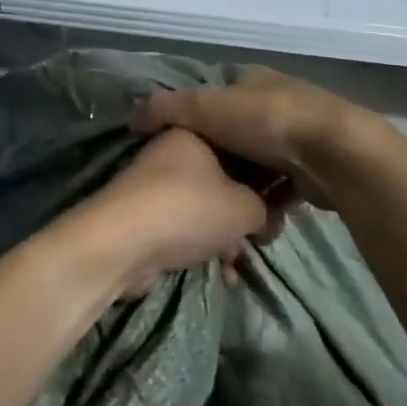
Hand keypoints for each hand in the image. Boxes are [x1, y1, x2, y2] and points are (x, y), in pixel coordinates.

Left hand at [71, 128, 285, 296]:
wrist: (123, 243)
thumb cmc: (189, 209)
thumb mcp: (245, 206)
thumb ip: (265, 207)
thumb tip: (265, 217)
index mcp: (195, 131)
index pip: (242, 144)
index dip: (266, 174)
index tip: (283, 200)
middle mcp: (174, 152)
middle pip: (224, 178)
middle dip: (246, 211)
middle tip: (264, 235)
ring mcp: (157, 185)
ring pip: (206, 207)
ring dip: (226, 236)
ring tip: (241, 261)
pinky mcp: (147, 216)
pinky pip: (187, 228)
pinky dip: (204, 247)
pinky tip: (223, 274)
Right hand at [130, 67, 379, 211]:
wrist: (333, 153)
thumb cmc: (265, 122)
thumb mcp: (204, 107)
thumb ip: (166, 109)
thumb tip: (132, 117)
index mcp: (252, 80)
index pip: (213, 98)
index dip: (193, 123)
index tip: (177, 153)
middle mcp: (276, 102)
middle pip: (235, 136)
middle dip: (221, 165)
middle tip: (201, 191)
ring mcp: (298, 136)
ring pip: (258, 166)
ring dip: (245, 190)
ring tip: (227, 216)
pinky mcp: (313, 168)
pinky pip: (280, 189)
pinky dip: (268, 205)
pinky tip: (257, 223)